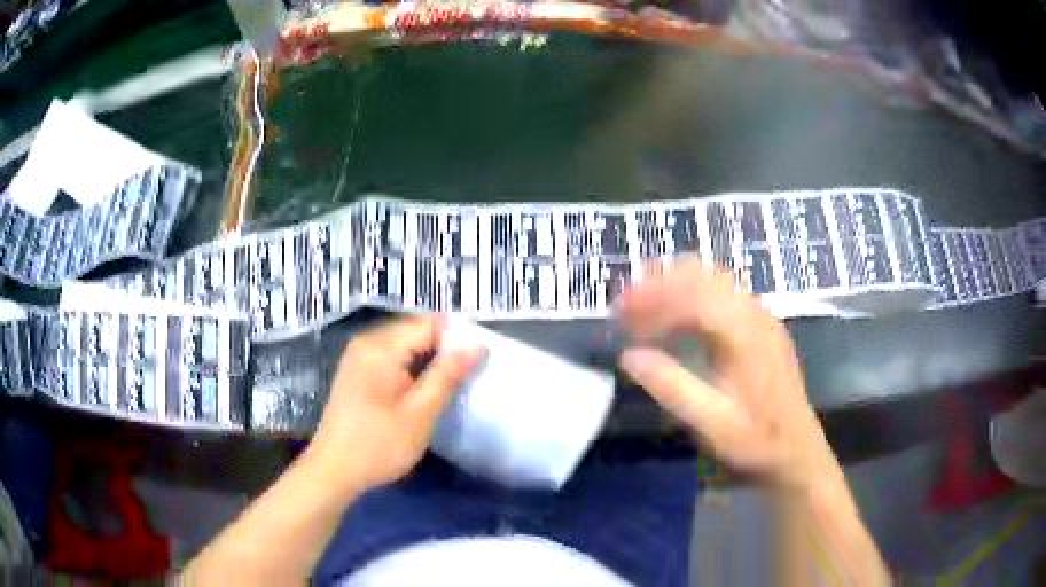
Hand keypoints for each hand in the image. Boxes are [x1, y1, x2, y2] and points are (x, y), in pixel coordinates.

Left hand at [305, 315, 484, 493]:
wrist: (333, 471)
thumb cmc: (378, 445)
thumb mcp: (420, 413)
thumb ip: (448, 375)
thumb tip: (477, 343)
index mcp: (380, 346)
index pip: (429, 323)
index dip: (456, 341)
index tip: (475, 367)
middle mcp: (367, 342)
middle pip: (416, 332)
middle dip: (443, 352)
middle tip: (464, 382)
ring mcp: (359, 357)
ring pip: (406, 346)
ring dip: (428, 364)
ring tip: (447, 390)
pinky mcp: (357, 373)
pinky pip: (392, 359)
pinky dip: (411, 372)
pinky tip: (420, 395)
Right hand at [615, 261, 838, 487]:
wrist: (796, 453)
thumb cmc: (755, 443)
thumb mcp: (712, 426)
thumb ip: (672, 388)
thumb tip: (628, 356)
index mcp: (744, 334)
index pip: (692, 295)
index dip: (651, 298)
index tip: (618, 315)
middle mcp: (755, 314)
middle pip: (702, 275)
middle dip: (658, 284)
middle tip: (624, 308)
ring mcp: (761, 317)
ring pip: (713, 279)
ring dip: (674, 287)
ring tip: (643, 310)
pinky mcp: (762, 326)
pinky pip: (722, 294)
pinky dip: (692, 296)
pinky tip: (676, 322)